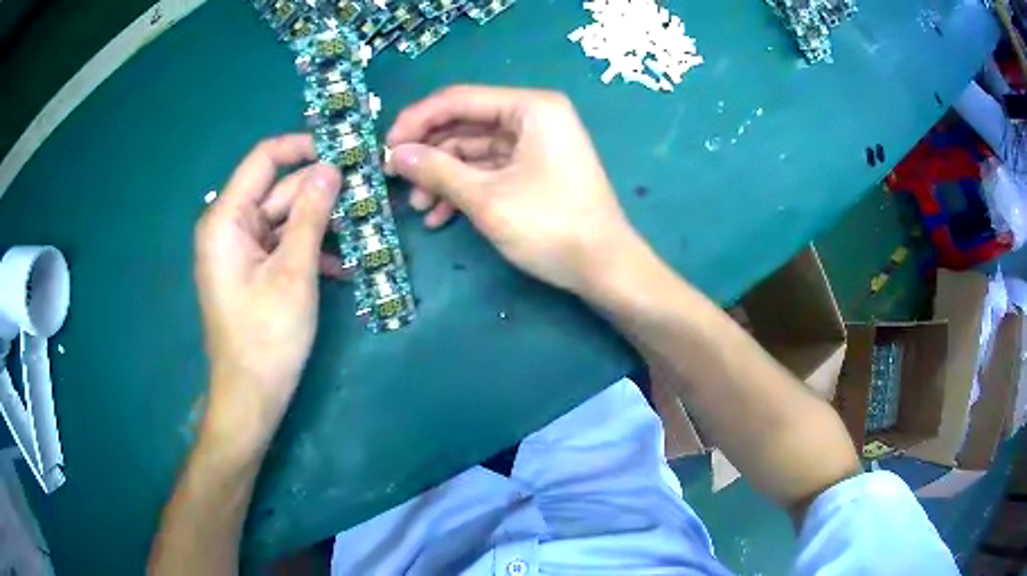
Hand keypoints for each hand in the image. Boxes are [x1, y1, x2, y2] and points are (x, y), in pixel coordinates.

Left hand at [194, 134, 341, 440]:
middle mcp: (229, 226)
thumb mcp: (294, 271)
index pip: (265, 159)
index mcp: (227, 219)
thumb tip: (331, 167)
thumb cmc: (267, 336)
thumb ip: (311, 214)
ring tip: (362, 232)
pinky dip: (309, 250)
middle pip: (278, 190)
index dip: (304, 148)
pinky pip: (282, 246)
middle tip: (366, 193)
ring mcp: (239, 250)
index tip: (344, 153)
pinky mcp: (251, 270)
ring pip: (284, 219)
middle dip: (321, 193)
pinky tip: (343, 266)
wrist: (250, 397)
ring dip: (321, 225)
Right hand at [386, 86, 640, 293]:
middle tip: (393, 178)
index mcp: (530, 107)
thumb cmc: (551, 227)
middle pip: (465, 124)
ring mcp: (535, 143)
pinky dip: (464, 188)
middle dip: (429, 153)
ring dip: (443, 176)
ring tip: (417, 206)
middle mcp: (533, 116)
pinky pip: (489, 169)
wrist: (605, 269)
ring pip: (473, 150)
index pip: (459, 99)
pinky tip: (439, 215)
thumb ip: (437, 170)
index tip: (384, 147)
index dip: (417, 121)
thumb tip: (395, 155)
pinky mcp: (534, 169)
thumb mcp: (487, 199)